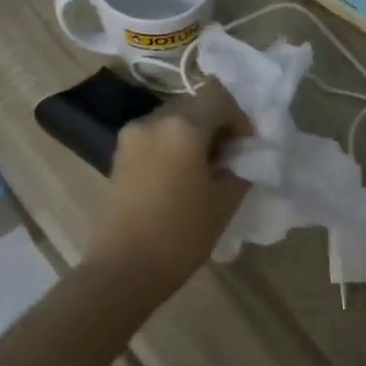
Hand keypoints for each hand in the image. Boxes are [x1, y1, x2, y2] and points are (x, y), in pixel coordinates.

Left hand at [83, 84, 250, 298]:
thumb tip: (241, 155)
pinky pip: (155, 137)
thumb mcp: (225, 201)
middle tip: (230, 159)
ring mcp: (131, 136)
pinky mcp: (119, 155)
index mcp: (182, 126)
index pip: (219, 97)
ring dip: (194, 135)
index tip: (246, 148)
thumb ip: (241, 168)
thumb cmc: (181, 234)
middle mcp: (153, 120)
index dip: (239, 118)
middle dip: (216, 125)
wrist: (124, 268)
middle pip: (194, 105)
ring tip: (205, 170)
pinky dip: (174, 146)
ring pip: (173, 120)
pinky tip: (181, 178)